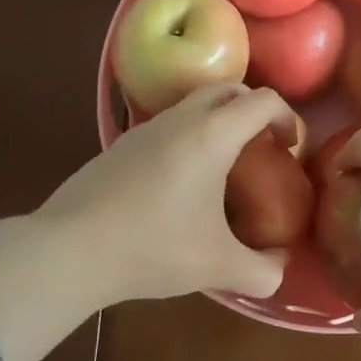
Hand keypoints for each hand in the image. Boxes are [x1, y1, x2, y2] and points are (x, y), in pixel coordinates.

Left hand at [33, 83, 295, 305]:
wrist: (70, 248)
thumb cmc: (153, 247)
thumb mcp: (217, 266)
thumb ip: (262, 270)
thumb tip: (280, 268)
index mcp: (213, 134)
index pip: (263, 101)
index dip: (287, 118)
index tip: (290, 148)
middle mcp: (183, 118)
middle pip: (229, 90)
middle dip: (254, 110)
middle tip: (261, 148)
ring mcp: (148, 127)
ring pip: (195, 104)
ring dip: (219, 121)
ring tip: (224, 166)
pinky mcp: (122, 143)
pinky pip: (170, 124)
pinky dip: (190, 136)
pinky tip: (181, 183)